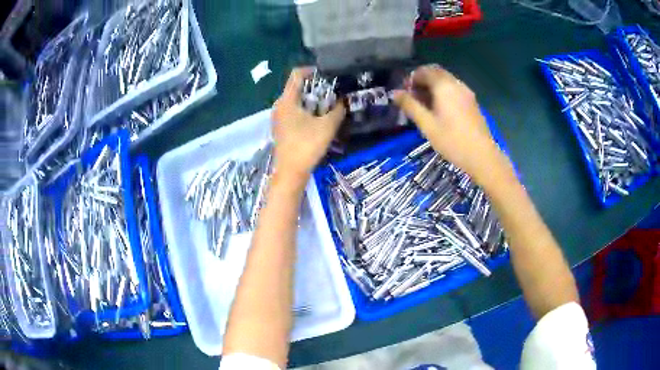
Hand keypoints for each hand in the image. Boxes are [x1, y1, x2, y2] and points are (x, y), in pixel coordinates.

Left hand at [271, 68, 345, 182]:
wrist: (290, 172)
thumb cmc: (307, 146)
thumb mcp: (327, 126)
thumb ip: (338, 110)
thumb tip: (344, 100)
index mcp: (287, 100)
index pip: (297, 74)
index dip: (312, 70)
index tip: (328, 75)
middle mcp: (279, 105)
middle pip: (297, 87)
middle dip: (316, 87)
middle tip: (333, 91)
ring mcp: (279, 117)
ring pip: (296, 100)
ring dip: (312, 100)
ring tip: (329, 105)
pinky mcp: (281, 127)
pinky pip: (294, 111)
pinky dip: (306, 110)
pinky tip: (319, 119)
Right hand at [393, 65, 509, 184]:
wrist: (482, 156)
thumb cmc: (452, 140)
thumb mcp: (427, 124)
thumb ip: (410, 106)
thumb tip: (394, 93)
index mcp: (444, 86)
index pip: (425, 71)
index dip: (412, 78)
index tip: (405, 92)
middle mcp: (457, 84)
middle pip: (436, 73)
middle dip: (423, 80)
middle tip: (414, 98)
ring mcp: (467, 93)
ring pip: (446, 81)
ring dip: (433, 87)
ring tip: (425, 106)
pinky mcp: (472, 102)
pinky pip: (454, 90)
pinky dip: (444, 93)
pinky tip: (441, 110)